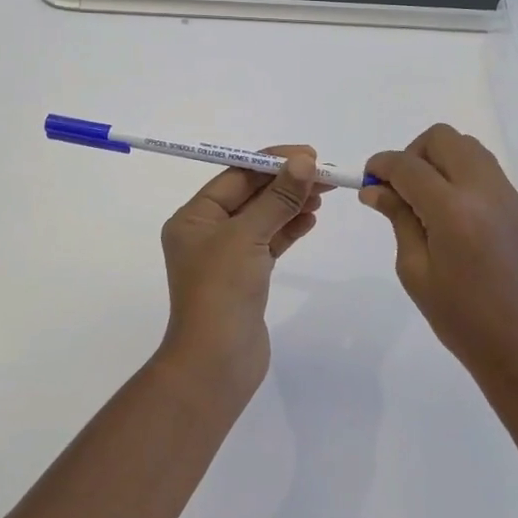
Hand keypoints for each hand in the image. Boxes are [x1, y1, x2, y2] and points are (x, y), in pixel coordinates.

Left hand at [159, 146, 326, 392]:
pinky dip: (289, 229)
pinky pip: (269, 242)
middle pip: (250, 195)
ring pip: (263, 218)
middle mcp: (206, 232)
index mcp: (194, 217)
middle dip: (286, 182)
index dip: (272, 162)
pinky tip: (310, 220)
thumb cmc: (222, 291)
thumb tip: (304, 161)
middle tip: (323, 173)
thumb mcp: (249, 236)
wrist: (216, 363)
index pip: (235, 176)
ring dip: (291, 203)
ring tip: (322, 195)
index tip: (309, 154)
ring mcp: (226, 256)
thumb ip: (278, 198)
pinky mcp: (245, 277)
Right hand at [362, 124, 517, 400]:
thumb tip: (375, 189)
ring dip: (439, 159)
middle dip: (412, 154)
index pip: (408, 165)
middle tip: (400, 190)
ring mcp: (507, 195)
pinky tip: (451, 211)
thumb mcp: (417, 272)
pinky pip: (485, 168)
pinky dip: (461, 172)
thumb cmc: (463, 321)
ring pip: (467, 147)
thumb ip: (399, 219)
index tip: (368, 179)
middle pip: (442, 139)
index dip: (381, 165)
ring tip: (425, 199)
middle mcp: (483, 190)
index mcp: (453, 210)